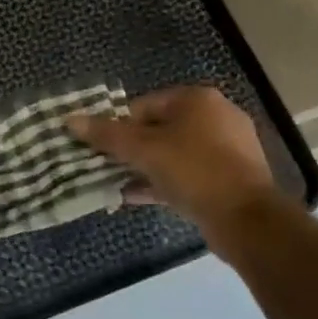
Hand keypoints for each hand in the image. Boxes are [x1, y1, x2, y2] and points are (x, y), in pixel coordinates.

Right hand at [69, 87, 281, 251]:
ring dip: (144, 167)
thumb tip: (70, 120)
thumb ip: (107, 135)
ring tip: (115, 183)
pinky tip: (135, 197)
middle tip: (104, 166)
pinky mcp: (230, 178)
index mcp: (197, 99)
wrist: (247, 219)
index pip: (144, 104)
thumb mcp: (144, 150)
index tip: (98, 147)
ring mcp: (227, 149)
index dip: (118, 125)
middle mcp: (216, 117)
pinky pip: (188, 174)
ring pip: (174, 153)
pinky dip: (163, 182)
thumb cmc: (194, 170)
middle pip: (159, 128)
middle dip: (131, 148)